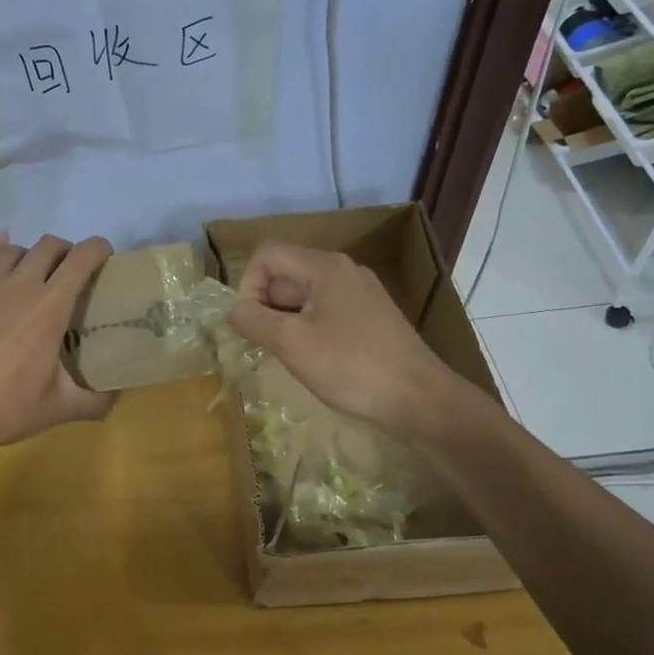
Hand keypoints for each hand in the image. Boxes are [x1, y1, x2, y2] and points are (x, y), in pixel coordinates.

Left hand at [0, 232, 115, 470]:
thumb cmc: (6, 409)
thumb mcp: (60, 408)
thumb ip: (96, 401)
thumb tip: (117, 395)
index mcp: (50, 308)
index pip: (81, 258)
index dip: (99, 249)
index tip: (106, 257)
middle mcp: (21, 285)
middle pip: (50, 245)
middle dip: (67, 251)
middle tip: (72, 271)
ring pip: (16, 248)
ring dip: (33, 254)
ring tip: (36, 273)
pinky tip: (3, 256)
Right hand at [226, 241, 465, 436]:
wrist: (419, 399)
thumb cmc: (351, 366)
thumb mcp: (291, 342)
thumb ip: (253, 320)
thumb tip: (234, 310)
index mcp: (324, 266)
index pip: (266, 255)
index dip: (248, 285)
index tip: (252, 324)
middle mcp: (343, 271)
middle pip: (285, 274)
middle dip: (266, 307)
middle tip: (269, 346)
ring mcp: (360, 294)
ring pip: (303, 296)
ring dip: (285, 322)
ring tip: (290, 356)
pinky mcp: (370, 317)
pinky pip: (325, 312)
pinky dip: (309, 330)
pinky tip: (316, 361)